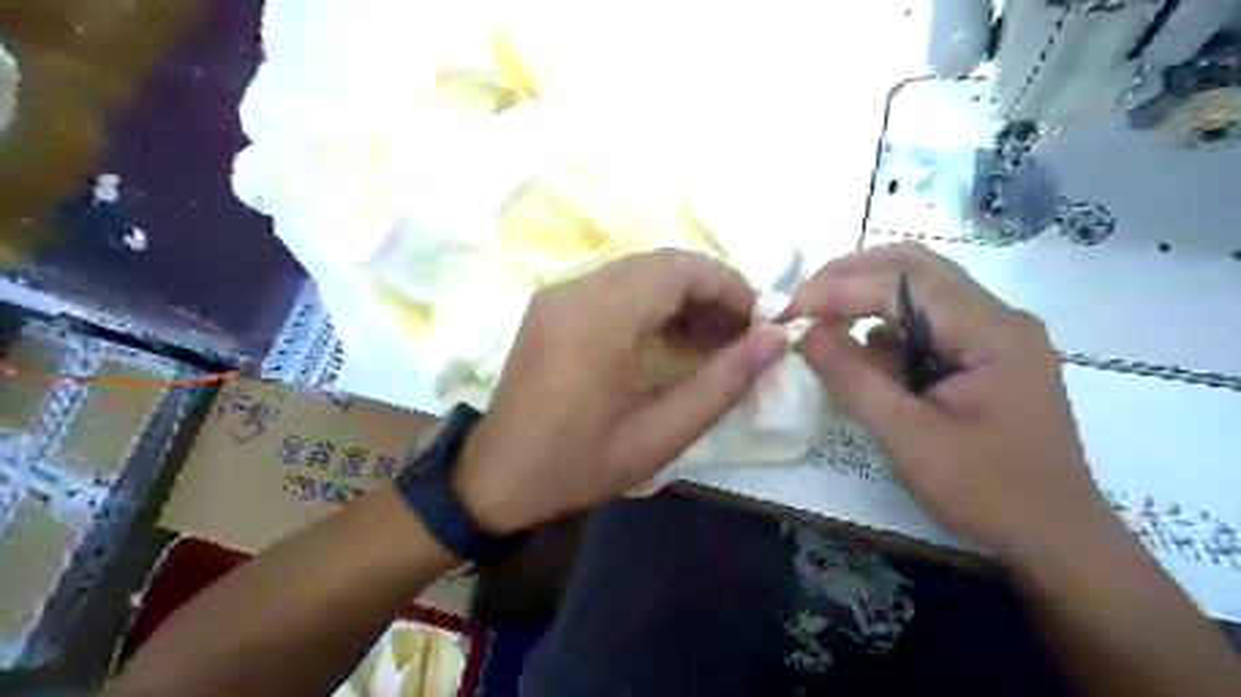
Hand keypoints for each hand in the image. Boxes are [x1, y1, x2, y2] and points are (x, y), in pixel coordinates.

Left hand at [454, 251, 782, 534]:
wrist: (496, 477)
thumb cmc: (578, 464)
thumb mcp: (660, 436)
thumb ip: (722, 384)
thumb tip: (774, 340)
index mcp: (600, 320)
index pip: (680, 269)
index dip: (730, 287)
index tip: (759, 323)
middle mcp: (576, 291)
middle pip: (662, 264)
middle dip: (710, 292)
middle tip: (741, 335)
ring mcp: (559, 294)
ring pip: (640, 272)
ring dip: (682, 298)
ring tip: (713, 341)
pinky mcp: (552, 305)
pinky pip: (615, 287)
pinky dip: (651, 304)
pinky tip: (670, 340)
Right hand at [791, 245, 1121, 566]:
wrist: (1055, 538)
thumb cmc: (987, 492)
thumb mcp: (908, 438)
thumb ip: (854, 379)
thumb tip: (806, 333)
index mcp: (990, 331)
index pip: (901, 281)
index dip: (837, 289)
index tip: (789, 312)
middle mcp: (997, 318)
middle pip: (914, 267)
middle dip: (850, 277)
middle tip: (804, 303)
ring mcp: (993, 334)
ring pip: (918, 290)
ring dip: (866, 301)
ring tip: (827, 331)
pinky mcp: (983, 355)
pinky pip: (925, 323)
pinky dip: (886, 330)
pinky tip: (869, 363)